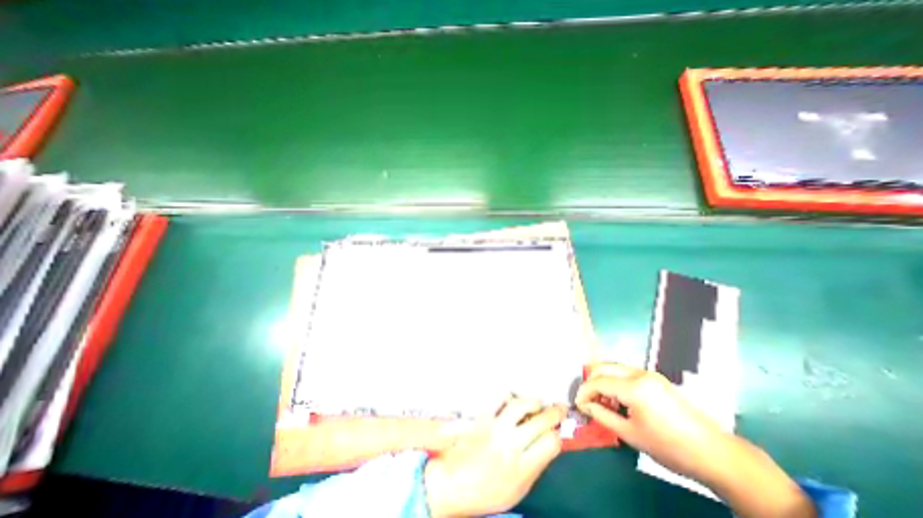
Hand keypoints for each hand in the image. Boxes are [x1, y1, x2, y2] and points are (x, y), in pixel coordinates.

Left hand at [423, 398, 565, 514]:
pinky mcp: (481, 416)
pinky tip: (514, 400)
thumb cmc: (486, 491)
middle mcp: (510, 444)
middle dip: (554, 412)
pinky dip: (510, 397)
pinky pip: (499, 400)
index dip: (557, 435)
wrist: (452, 483)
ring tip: (538, 403)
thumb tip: (549, 442)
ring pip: (520, 405)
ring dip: (533, 401)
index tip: (557, 431)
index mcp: (521, 469)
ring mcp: (494, 427)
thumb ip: (534, 465)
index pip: (550, 443)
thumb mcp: (517, 489)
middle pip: (539, 421)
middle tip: (560, 407)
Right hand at [575, 360, 732, 486]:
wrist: (716, 454)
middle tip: (587, 400)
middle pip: (603, 367)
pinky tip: (618, 400)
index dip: (584, 391)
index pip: (598, 381)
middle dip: (591, 382)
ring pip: (614, 368)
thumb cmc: (671, 448)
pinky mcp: (655, 379)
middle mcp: (640, 373)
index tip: (578, 404)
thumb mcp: (631, 434)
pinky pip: (626, 373)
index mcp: (634, 387)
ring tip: (602, 402)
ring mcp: (649, 374)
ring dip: (603, 381)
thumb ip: (602, 415)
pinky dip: (615, 382)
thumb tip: (584, 405)